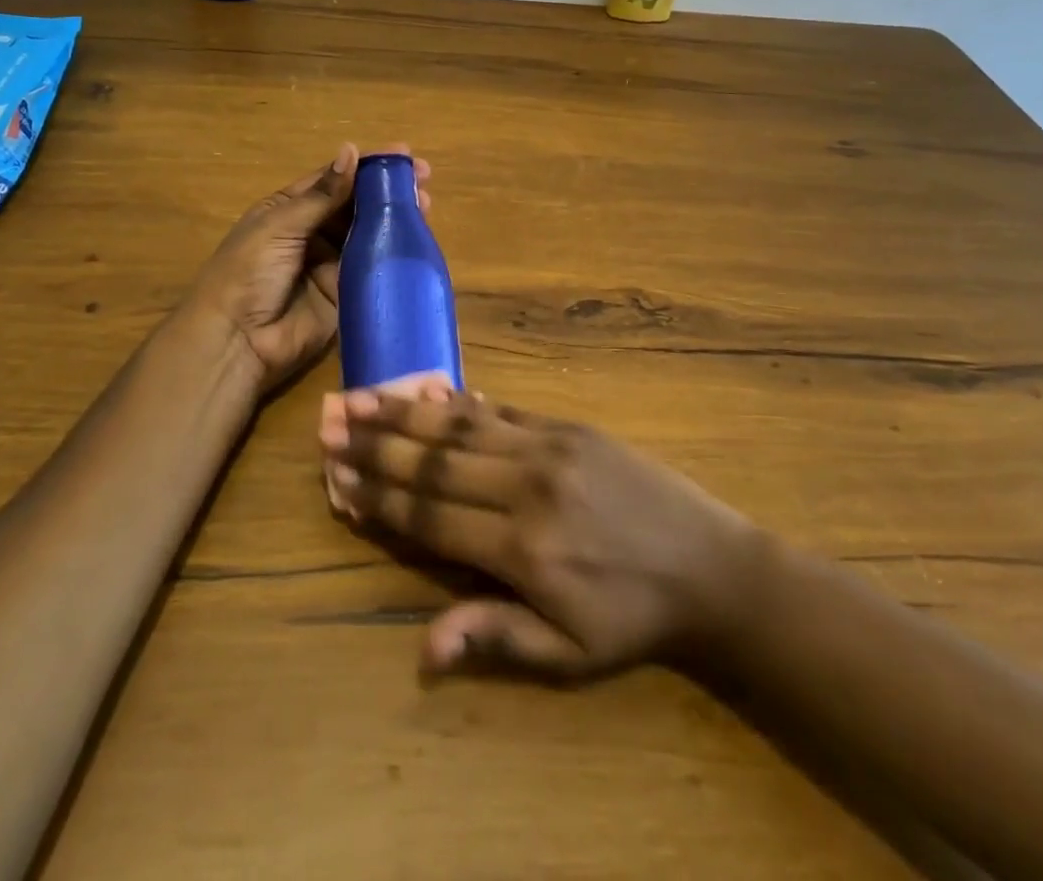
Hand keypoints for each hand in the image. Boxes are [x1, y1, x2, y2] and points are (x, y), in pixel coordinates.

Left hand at [188, 144, 431, 393]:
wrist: (236, 340)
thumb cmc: (247, 271)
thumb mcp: (281, 225)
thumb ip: (322, 195)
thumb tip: (351, 150)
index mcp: (289, 208)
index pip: (334, 179)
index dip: (366, 165)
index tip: (402, 154)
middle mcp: (312, 232)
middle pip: (355, 204)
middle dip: (387, 189)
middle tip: (423, 178)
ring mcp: (330, 263)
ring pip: (368, 232)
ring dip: (394, 216)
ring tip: (425, 203)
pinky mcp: (345, 293)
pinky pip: (371, 267)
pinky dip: (392, 252)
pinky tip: (416, 238)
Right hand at [320, 380, 754, 681]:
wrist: (713, 567)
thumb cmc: (634, 620)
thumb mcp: (570, 655)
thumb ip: (496, 638)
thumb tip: (423, 650)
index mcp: (520, 547)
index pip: (430, 515)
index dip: (379, 496)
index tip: (336, 476)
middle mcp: (525, 485)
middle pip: (435, 460)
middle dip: (377, 442)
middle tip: (330, 422)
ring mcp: (547, 446)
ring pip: (461, 424)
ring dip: (406, 410)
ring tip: (361, 395)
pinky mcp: (568, 426)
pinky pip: (502, 408)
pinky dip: (459, 399)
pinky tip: (427, 389)